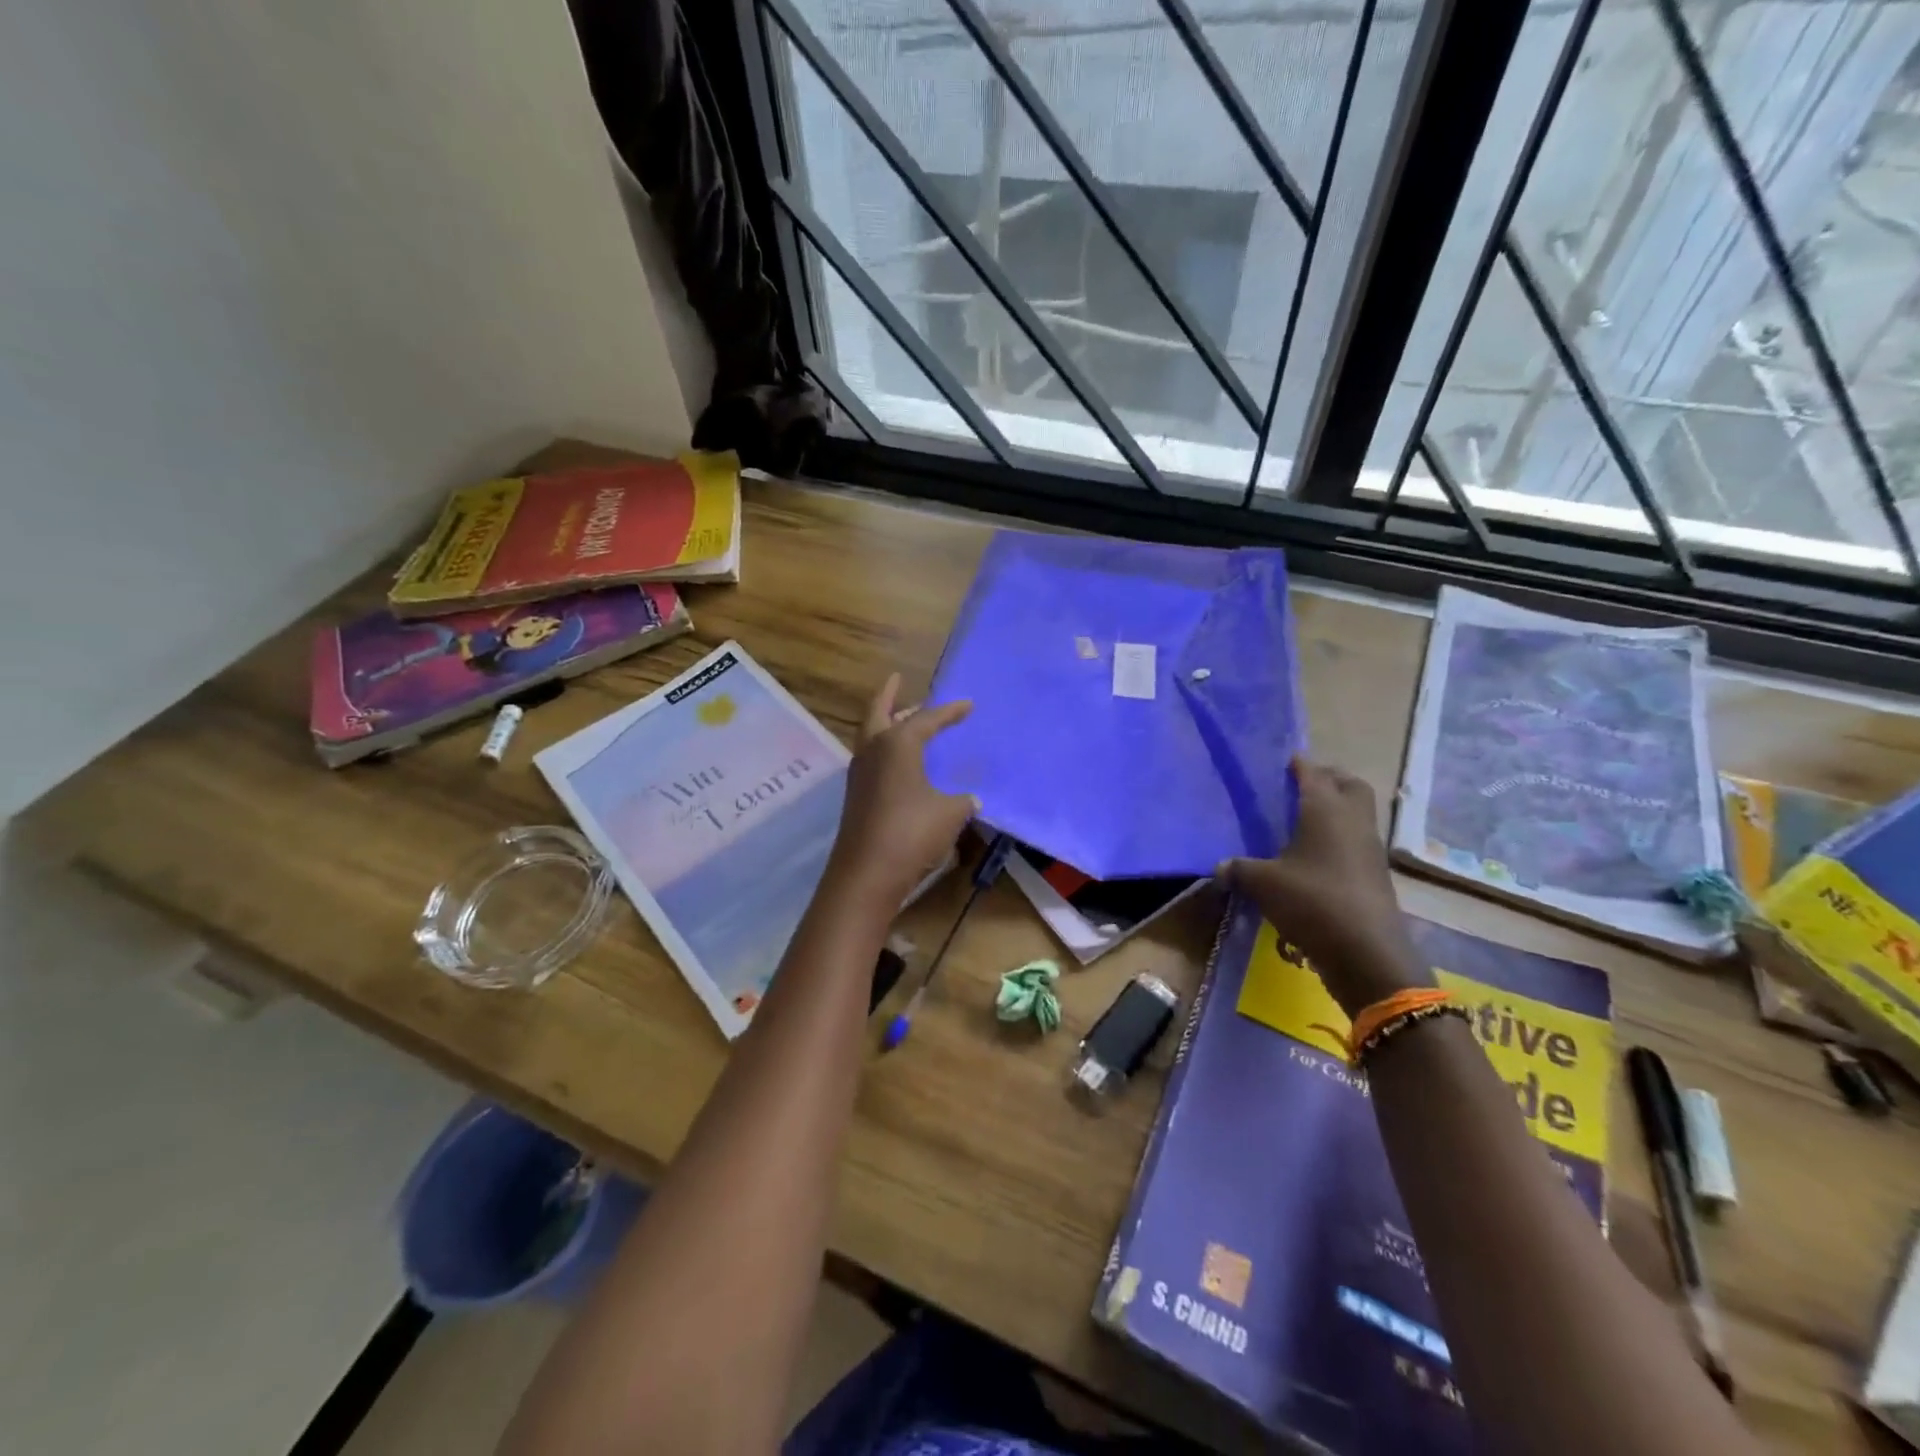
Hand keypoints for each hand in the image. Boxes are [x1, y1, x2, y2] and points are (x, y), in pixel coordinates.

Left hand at [826, 674, 976, 906]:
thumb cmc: (912, 832)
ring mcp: (860, 774)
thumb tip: (971, 798)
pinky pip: (873, 760)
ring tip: (906, 720)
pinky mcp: (857, 796)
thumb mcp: (950, 813)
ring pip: (872, 736)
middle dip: (889, 695)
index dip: (950, 711)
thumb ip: (963, 800)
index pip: (927, 719)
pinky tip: (902, 763)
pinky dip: (886, 751)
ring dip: (887, 724)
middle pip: (878, 712)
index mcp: (897, 744)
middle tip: (898, 681)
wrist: (867, 873)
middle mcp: (873, 751)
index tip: (968, 704)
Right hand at [1217, 757, 1430, 1016]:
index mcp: (1326, 809)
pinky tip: (1314, 857)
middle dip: (1327, 779)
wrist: (1365, 952)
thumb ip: (1239, 869)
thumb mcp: (1263, 883)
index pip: (1313, 773)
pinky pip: (1356, 842)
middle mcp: (1353, 820)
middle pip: (1349, 785)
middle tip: (1299, 787)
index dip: (1298, 764)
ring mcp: (1369, 848)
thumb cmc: (1311, 901)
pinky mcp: (1374, 874)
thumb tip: (1220, 866)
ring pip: (1357, 814)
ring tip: (1303, 822)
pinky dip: (1339, 839)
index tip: (1282, 761)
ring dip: (1336, 810)